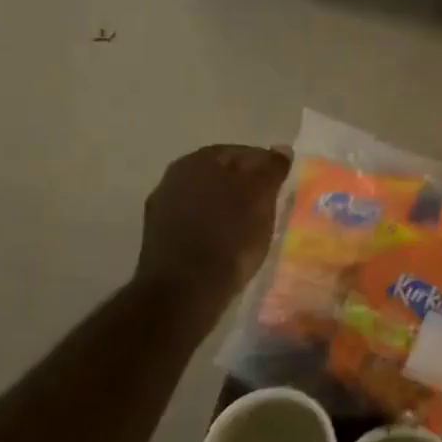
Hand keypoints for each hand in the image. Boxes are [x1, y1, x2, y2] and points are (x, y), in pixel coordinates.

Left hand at [135, 144, 291, 301]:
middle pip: (221, 176)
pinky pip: (197, 224)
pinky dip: (215, 229)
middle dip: (246, 187)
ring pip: (208, 200)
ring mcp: (162, 211)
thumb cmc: (229, 236)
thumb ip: (271, 168)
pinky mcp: (160, 240)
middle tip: (270, 205)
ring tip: (252, 228)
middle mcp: (173, 179)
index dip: (265, 166)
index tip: (282, 185)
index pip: (240, 152)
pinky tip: (229, 245)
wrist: (184, 292)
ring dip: (229, 208)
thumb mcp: (261, 197)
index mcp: (197, 161)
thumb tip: (281, 148)